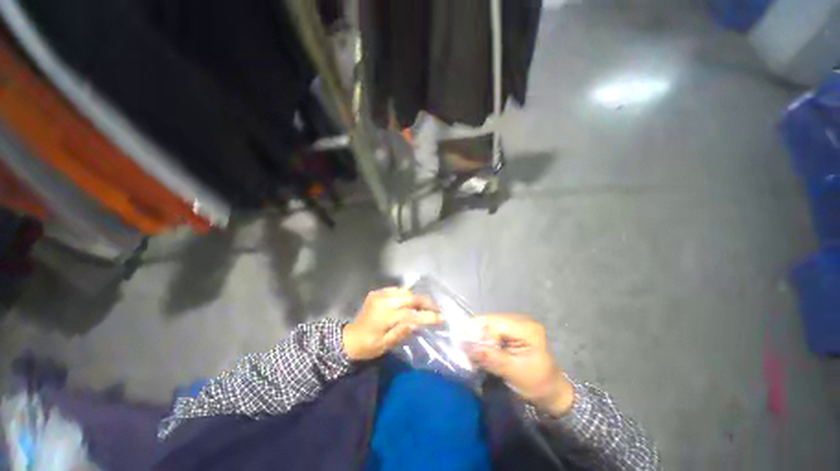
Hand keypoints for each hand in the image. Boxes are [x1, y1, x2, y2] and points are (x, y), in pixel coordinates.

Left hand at [343, 288, 439, 360]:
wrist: (348, 338)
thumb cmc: (367, 347)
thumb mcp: (384, 345)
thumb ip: (401, 332)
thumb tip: (417, 322)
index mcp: (383, 317)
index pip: (410, 314)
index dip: (426, 315)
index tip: (439, 318)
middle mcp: (382, 301)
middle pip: (409, 297)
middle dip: (424, 302)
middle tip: (436, 308)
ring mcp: (379, 294)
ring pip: (404, 291)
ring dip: (416, 297)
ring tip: (426, 305)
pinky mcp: (377, 292)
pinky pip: (396, 290)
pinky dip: (406, 294)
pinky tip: (411, 301)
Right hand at [466, 314, 574, 416]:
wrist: (551, 391)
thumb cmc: (536, 384)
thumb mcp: (513, 373)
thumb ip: (490, 357)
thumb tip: (466, 346)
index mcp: (527, 328)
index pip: (494, 324)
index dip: (481, 337)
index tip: (474, 354)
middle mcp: (521, 319)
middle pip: (490, 320)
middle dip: (477, 335)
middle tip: (470, 353)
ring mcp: (516, 322)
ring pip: (488, 323)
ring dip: (479, 337)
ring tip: (476, 354)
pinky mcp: (511, 328)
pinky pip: (491, 328)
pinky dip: (484, 338)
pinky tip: (484, 350)